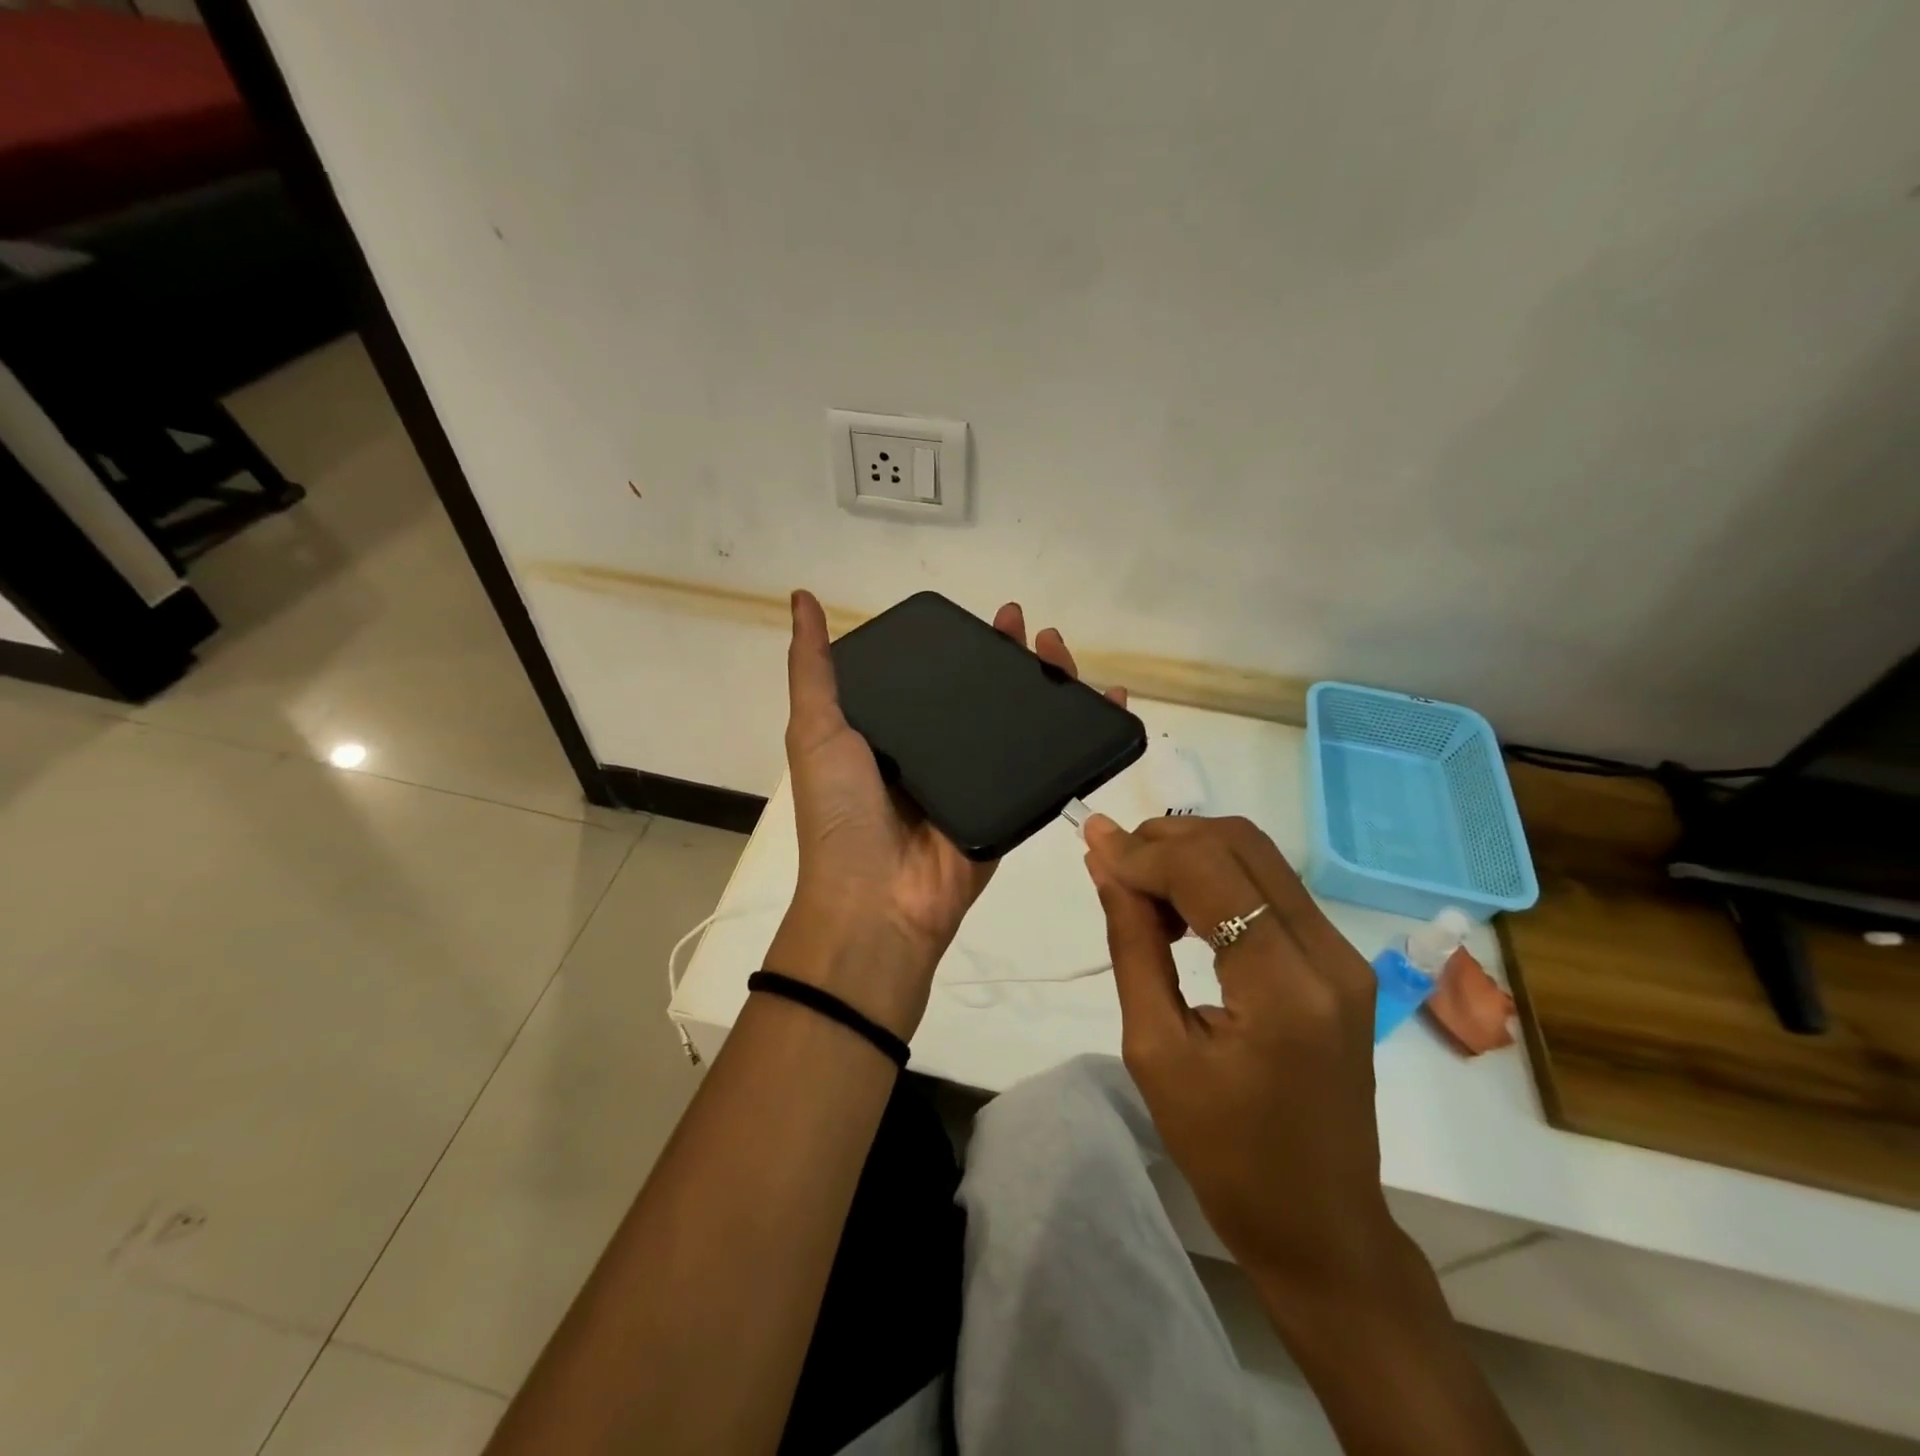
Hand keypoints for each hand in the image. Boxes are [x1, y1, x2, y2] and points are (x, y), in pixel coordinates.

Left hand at [768, 590, 1120, 1038]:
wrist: (877, 902)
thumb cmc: (842, 812)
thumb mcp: (816, 730)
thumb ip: (812, 669)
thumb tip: (801, 598)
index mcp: (894, 733)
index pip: (937, 676)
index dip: (962, 645)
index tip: (986, 617)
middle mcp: (937, 753)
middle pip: (985, 695)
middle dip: (1011, 658)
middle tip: (1031, 627)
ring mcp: (977, 782)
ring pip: (1021, 724)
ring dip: (1048, 686)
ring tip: (1062, 652)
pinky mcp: (1010, 809)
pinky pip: (1049, 767)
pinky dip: (1081, 737)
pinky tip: (1105, 700)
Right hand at [1082, 814, 1396, 1303]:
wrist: (1320, 1225)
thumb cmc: (1226, 1154)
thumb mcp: (1156, 1051)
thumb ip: (1133, 945)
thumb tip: (1106, 867)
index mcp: (1283, 986)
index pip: (1207, 872)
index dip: (1142, 850)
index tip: (1091, 846)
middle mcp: (1328, 953)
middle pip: (1241, 844)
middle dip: (1166, 838)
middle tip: (1113, 863)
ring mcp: (1343, 955)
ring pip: (1258, 857)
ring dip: (1191, 854)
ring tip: (1140, 890)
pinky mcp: (1340, 963)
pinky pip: (1271, 889)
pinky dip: (1217, 879)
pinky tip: (1181, 911)